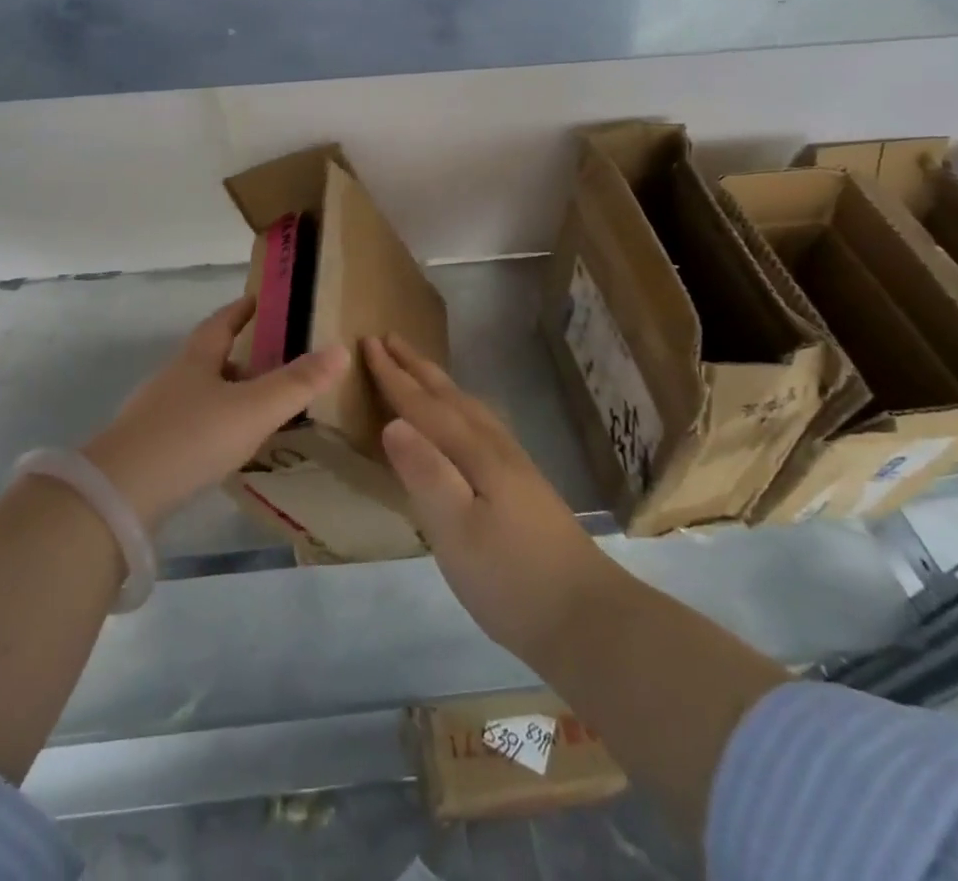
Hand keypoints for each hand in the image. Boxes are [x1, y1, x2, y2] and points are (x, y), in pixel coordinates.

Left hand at [83, 298, 348, 528]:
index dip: (242, 310)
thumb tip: (340, 349)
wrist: (121, 492)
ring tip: (257, 408)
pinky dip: (212, 425)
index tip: (259, 300)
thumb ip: (297, 383)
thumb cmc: (192, 436)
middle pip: (209, 357)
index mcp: (196, 359)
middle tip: (273, 361)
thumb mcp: (253, 409)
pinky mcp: (148, 447)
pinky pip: (189, 424)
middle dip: (239, 356)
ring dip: (226, 393)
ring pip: (199, 393)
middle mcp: (173, 378)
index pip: (221, 322)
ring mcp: (156, 412)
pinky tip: (224, 447)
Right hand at [368, 334, 612, 667]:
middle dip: (415, 367)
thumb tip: (392, 422)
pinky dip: (460, 407)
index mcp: (474, 453)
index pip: (424, 405)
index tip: (368, 342)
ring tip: (420, 369)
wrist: (590, 619)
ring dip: (438, 383)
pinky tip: (463, 422)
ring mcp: (514, 465)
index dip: (393, 375)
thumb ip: (425, 474)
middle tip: (388, 338)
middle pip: (448, 396)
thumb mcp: (457, 532)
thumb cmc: (512, 579)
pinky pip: (479, 424)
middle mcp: (494, 447)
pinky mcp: (523, 484)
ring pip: (468, 407)